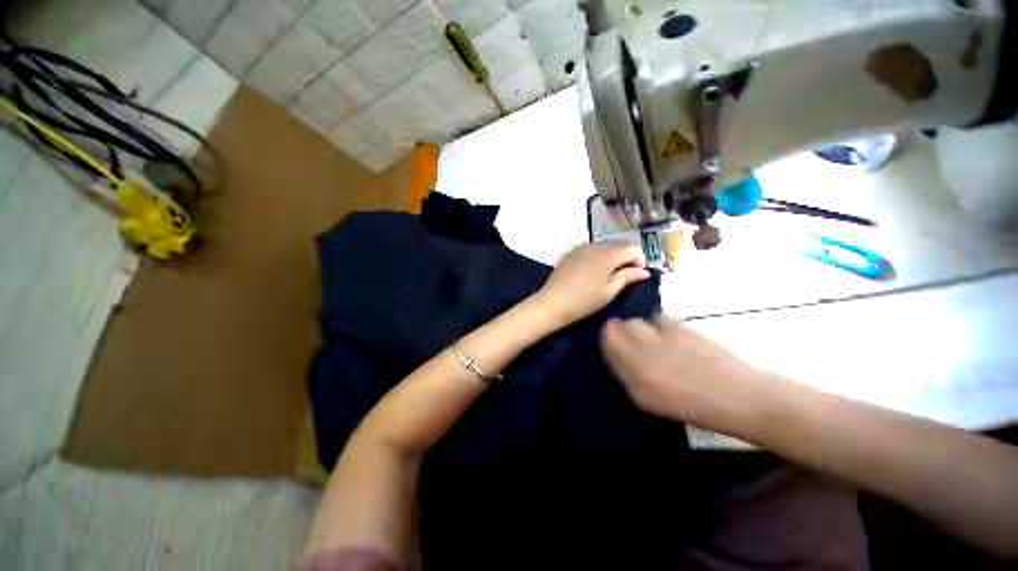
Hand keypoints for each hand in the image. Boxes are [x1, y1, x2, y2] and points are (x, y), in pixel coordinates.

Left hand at [534, 242, 650, 328]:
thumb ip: (628, 277)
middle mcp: (595, 245)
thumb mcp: (609, 291)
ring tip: (607, 276)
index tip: (635, 276)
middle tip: (623, 277)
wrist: (552, 303)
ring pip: (604, 246)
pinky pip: (591, 250)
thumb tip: (644, 271)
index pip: (633, 248)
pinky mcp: (571, 252)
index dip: (639, 261)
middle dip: (626, 258)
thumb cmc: (584, 301)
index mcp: (607, 254)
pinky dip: (598, 257)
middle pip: (619, 245)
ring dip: (612, 257)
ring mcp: (581, 247)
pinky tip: (592, 272)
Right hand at [601, 316, 773, 434]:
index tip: (613, 344)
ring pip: (638, 321)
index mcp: (636, 376)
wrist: (739, 397)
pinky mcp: (682, 328)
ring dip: (639, 327)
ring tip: (652, 339)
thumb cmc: (692, 406)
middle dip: (620, 331)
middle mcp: (645, 353)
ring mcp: (663, 339)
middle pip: (618, 326)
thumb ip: (626, 374)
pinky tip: (669, 335)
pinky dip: (658, 324)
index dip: (607, 339)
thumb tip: (615, 351)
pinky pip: (659, 318)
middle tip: (631, 342)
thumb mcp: (648, 400)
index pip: (607, 341)